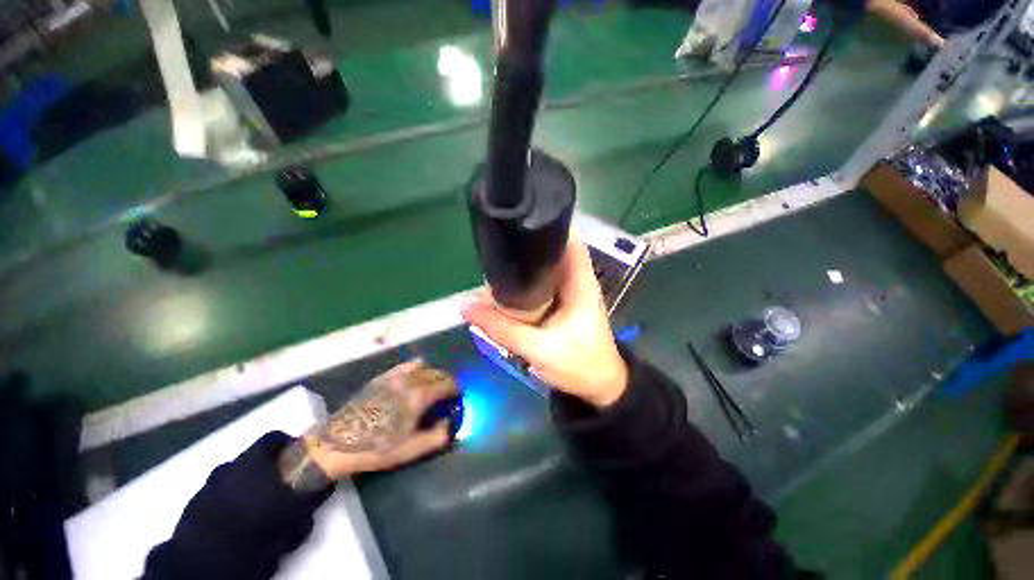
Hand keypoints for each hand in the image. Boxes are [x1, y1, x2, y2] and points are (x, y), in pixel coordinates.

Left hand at [284, 360, 459, 483]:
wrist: (337, 443)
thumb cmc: (377, 448)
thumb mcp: (411, 450)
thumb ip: (438, 436)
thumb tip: (450, 423)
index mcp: (419, 396)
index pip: (447, 383)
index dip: (456, 389)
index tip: (458, 396)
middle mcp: (410, 380)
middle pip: (437, 372)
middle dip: (446, 381)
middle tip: (446, 394)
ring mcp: (395, 375)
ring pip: (423, 365)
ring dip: (432, 373)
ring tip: (431, 386)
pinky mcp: (382, 376)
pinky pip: (406, 365)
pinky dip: (416, 369)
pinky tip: (412, 380)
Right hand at [462, 233, 628, 407]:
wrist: (598, 387)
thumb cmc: (579, 365)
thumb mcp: (538, 348)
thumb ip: (502, 328)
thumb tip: (466, 307)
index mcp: (580, 281)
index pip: (568, 238)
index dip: (546, 224)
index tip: (516, 221)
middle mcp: (574, 279)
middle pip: (549, 251)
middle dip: (523, 248)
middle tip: (493, 250)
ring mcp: (567, 291)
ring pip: (541, 269)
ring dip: (520, 268)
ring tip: (492, 268)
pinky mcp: (559, 302)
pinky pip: (538, 285)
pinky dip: (523, 284)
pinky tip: (504, 287)